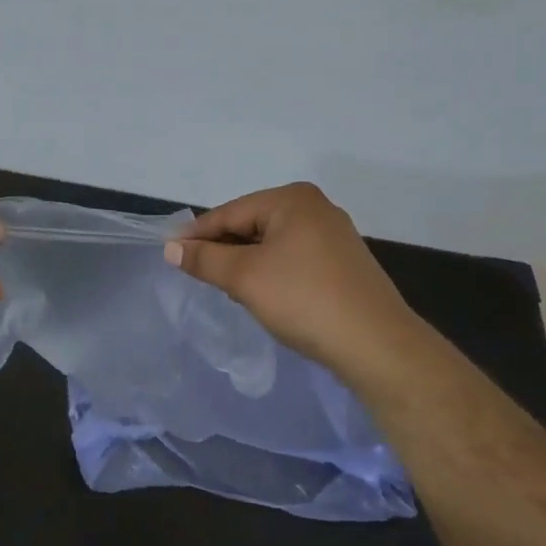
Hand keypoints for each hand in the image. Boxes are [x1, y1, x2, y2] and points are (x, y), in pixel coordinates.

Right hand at [164, 182, 436, 392]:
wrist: (376, 346)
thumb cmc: (304, 299)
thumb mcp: (244, 277)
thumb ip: (204, 259)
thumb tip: (171, 247)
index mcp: (292, 199)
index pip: (229, 213)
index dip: (196, 234)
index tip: (169, 254)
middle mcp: (315, 208)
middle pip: (250, 225)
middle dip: (223, 249)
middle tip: (197, 274)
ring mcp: (332, 236)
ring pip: (270, 244)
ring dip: (245, 263)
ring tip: (227, 287)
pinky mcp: (342, 263)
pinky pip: (291, 259)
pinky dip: (270, 272)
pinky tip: (262, 295)